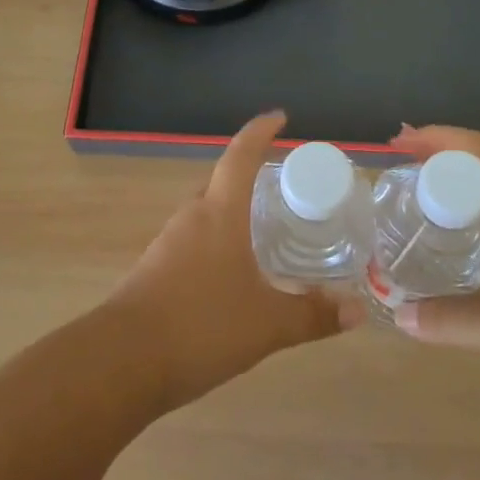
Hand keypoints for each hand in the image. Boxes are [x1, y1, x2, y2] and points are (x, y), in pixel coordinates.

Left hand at [105, 112, 362, 410]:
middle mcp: (191, 219)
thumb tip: (357, 310)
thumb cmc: (201, 326)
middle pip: (221, 184)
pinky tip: (233, 275)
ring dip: (232, 215)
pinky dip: (217, 245)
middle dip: (250, 179)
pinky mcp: (154, 271)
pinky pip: (193, 243)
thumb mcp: (268, 325)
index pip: (240, 156)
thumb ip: (313, 315)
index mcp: (219, 214)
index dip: (260, 132)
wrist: (122, 362)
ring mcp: (168, 245)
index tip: (280, 117)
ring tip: (265, 232)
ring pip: (206, 216)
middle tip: (284, 189)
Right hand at [389, 126, 479, 432]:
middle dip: (434, 172)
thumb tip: (396, 314)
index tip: (395, 142)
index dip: (436, 138)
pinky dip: (462, 247)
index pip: (476, 152)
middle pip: (477, 177)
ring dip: (447, 210)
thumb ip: (444, 317)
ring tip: (406, 222)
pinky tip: (442, 271)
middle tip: (390, 185)